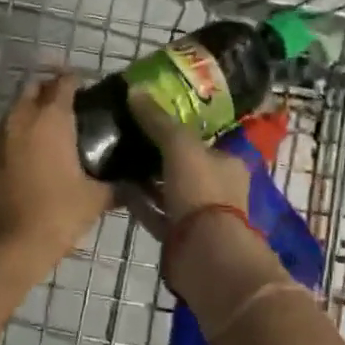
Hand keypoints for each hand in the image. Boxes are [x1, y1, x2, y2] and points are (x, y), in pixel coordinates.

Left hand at [0, 73, 111, 266]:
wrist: (6, 246)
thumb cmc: (56, 215)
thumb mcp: (95, 199)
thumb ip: (117, 185)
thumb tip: (135, 183)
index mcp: (50, 119)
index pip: (64, 83)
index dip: (77, 82)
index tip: (90, 91)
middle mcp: (21, 118)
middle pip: (35, 88)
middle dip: (51, 91)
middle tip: (72, 108)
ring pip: (16, 109)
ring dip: (32, 111)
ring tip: (53, 132)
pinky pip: (5, 132)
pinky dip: (18, 133)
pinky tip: (33, 154)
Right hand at [120, 87, 250, 240]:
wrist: (204, 254)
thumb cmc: (201, 191)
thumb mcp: (179, 146)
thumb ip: (158, 120)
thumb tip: (135, 90)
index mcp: (228, 162)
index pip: (204, 138)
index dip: (179, 127)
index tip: (152, 115)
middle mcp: (217, 187)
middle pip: (185, 164)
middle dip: (159, 152)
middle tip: (129, 134)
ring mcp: (199, 215)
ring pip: (169, 189)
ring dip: (147, 177)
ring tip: (117, 156)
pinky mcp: (179, 237)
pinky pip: (155, 211)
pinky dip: (139, 200)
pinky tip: (116, 185)